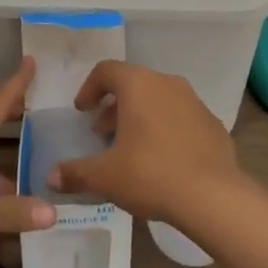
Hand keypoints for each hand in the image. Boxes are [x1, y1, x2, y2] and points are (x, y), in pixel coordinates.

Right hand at [46, 60, 245, 225]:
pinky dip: (165, 129)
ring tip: (131, 149)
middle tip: (102, 134)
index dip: (89, 88)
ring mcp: (194, 101)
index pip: (107, 70)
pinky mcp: (212, 123)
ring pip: (158, 99)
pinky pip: (181, 118)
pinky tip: (162, 160)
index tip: (82, 111)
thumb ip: (76, 173)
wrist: (214, 197)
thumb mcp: (106, 177)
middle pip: (133, 84)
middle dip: (114, 107)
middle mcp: (167, 83)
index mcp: (138, 85)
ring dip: (140, 117)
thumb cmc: (152, 174)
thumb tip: (52, 177)